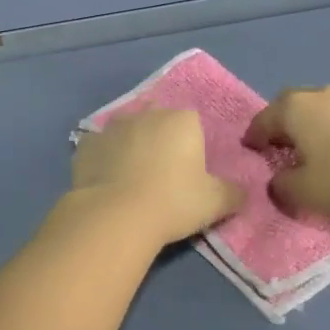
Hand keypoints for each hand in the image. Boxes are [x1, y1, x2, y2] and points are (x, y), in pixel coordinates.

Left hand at [63, 109, 243, 247]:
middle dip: (161, 142)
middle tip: (163, 177)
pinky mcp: (86, 144)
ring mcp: (112, 126)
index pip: (192, 124)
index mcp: (182, 120)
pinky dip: (104, 161)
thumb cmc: (173, 202)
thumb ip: (234, 193)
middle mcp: (147, 113)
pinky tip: (107, 183)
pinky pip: (100, 149)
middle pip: (158, 122)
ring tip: (132, 181)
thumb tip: (243, 192)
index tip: (190, 174)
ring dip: (131, 148)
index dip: (192, 147)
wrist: (116, 216)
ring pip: (128, 132)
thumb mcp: (215, 203)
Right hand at [244, 84, 329, 220]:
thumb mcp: (304, 194)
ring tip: (320, 145)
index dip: (254, 136)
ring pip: (325, 106)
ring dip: (317, 122)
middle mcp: (321, 94)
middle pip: (292, 104)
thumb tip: (277, 181)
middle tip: (282, 143)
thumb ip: (282, 186)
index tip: (250, 148)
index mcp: (295, 109)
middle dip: (283, 122)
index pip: (264, 120)